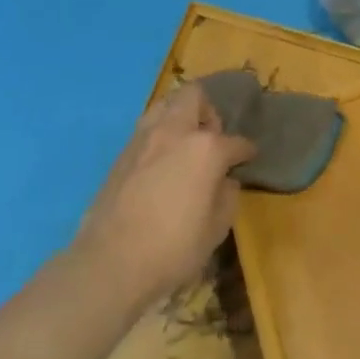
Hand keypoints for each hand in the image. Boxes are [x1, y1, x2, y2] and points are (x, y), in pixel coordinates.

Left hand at [73, 84, 254, 305]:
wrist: (110, 262)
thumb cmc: (173, 248)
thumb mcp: (216, 229)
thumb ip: (227, 197)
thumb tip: (224, 181)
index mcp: (206, 149)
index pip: (235, 141)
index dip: (246, 150)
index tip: (249, 156)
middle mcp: (175, 132)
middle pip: (194, 96)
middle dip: (209, 111)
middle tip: (212, 138)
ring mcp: (144, 138)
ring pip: (165, 104)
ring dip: (180, 115)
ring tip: (185, 143)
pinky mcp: (121, 153)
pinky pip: (147, 128)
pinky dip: (160, 134)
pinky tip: (162, 161)